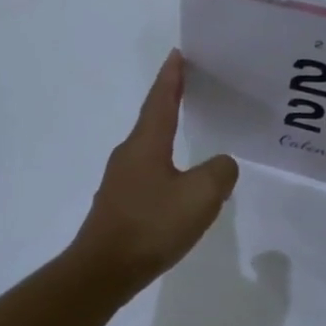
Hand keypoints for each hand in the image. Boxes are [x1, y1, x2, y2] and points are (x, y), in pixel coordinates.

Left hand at [72, 50, 238, 295]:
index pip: (161, 100)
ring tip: (190, 133)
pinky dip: (166, 167)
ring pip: (150, 149)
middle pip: (152, 120)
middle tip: (192, 88)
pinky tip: (178, 184)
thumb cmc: (151, 226)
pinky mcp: (119, 205)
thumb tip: (221, 165)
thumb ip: (220, 172)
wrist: (104, 270)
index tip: (177, 54)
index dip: (172, 77)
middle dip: (171, 102)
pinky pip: (148, 175)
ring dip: (168, 136)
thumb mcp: (200, 196)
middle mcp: (129, 155)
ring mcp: (120, 181)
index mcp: (146, 144)